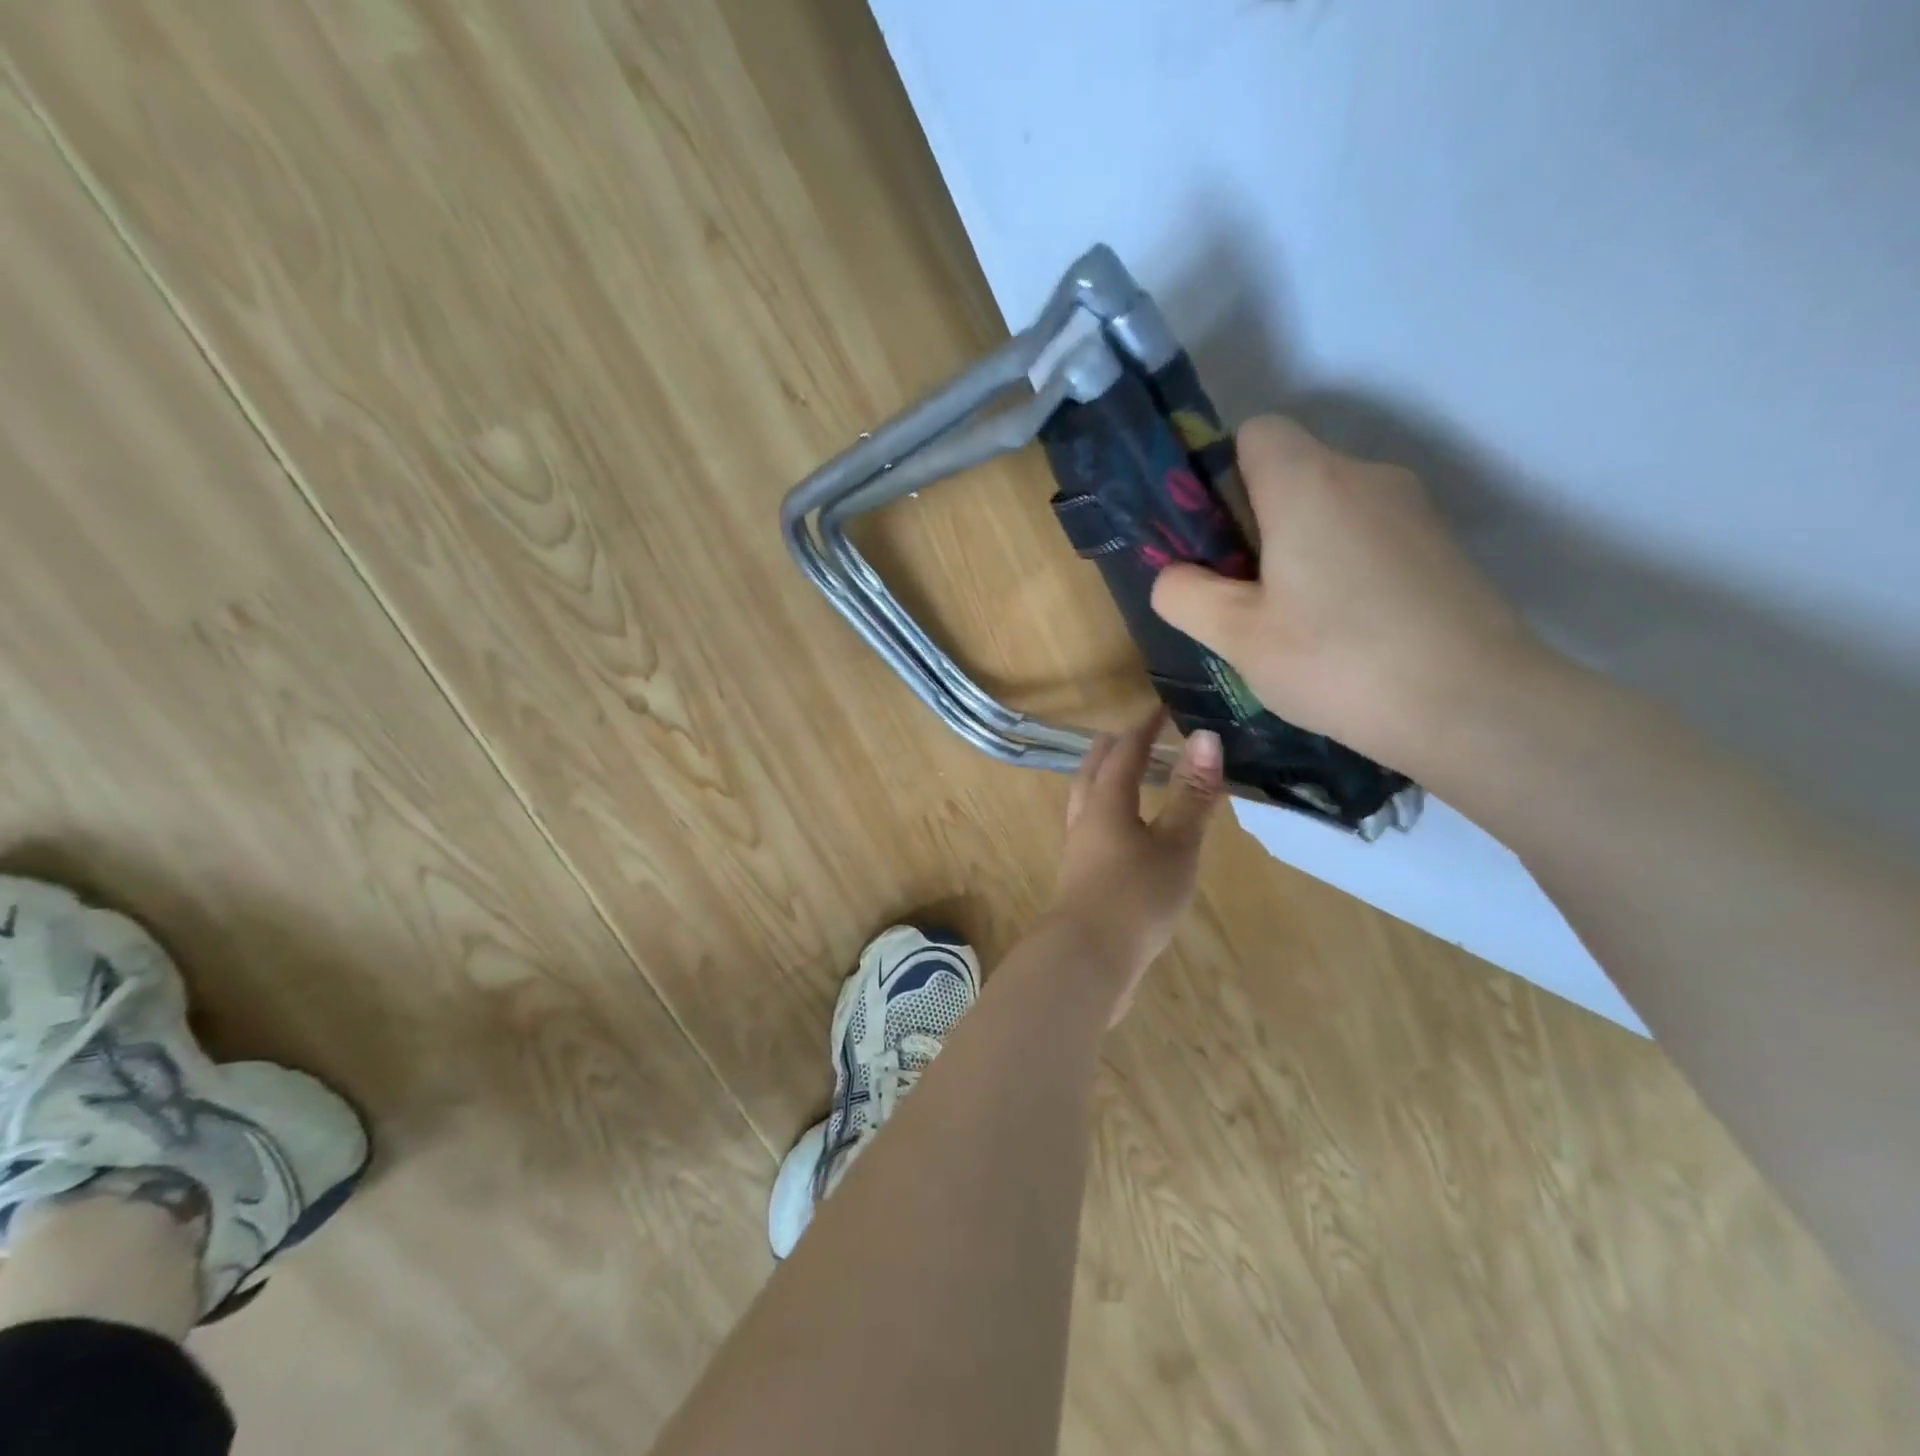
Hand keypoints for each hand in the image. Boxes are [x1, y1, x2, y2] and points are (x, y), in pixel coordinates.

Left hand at [1043, 708, 1224, 1022]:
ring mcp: (1078, 849)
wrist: (1088, 960)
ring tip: (1130, 778)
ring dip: (1107, 780)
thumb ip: (1191, 795)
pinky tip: (1127, 834)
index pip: (1125, 751)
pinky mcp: (1080, 876)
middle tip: (1140, 736)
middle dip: (1116, 748)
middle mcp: (1084, 818)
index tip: (1162, 709)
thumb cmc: (1135, 897)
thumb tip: (1205, 737)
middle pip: (1094, 770)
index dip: (1145, 727)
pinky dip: (1109, 812)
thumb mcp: (1175, 845)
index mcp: (1105, 802)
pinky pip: (1092, 827)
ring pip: (1087, 799)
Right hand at [1150, 415, 1544, 770]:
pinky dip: (1344, 569)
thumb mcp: (1235, 635)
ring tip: (1296, 625)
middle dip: (1257, 523)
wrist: (1473, 705)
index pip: (1255, 432)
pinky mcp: (1441, 547)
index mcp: (1307, 481)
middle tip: (1245, 597)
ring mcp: (1413, 509)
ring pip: (1331, 509)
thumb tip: (1175, 575)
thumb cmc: (1335, 660)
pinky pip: (1369, 538)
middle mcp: (1365, 475)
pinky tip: (1346, 632)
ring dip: (1301, 550)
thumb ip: (1184, 594)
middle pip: (1292, 473)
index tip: (1215, 541)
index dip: (1222, 477)